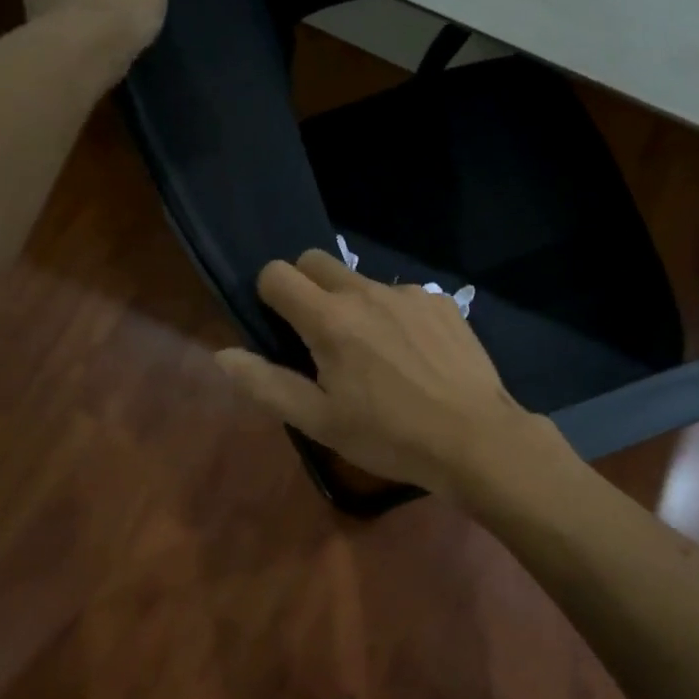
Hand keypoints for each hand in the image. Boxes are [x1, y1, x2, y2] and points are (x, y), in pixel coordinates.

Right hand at [215, 250, 550, 496]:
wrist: (474, 438)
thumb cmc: (389, 436)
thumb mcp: (319, 421)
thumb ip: (265, 383)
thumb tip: (223, 354)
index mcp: (330, 318)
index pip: (277, 274)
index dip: (269, 296)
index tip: (281, 328)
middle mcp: (367, 291)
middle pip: (316, 261)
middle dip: (305, 287)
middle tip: (320, 335)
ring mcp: (409, 293)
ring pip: (362, 280)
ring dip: (354, 304)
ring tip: (376, 354)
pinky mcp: (442, 302)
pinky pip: (403, 295)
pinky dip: (395, 315)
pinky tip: (414, 355)